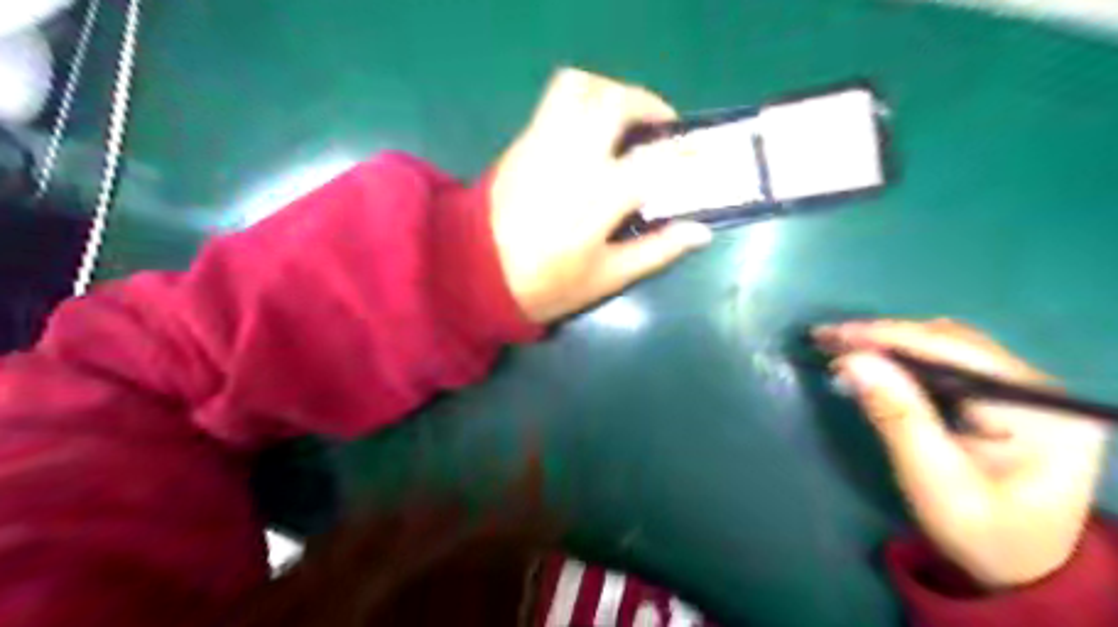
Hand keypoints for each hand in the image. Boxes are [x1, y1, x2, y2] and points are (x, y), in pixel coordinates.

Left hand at [490, 65, 715, 322]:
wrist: (477, 273)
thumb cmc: (546, 284)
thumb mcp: (606, 278)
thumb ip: (656, 251)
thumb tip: (700, 232)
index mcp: (597, 200)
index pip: (652, 161)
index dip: (684, 154)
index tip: (698, 154)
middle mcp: (571, 160)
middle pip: (614, 103)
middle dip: (648, 104)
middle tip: (661, 126)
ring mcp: (542, 144)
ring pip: (580, 87)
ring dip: (612, 92)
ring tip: (624, 117)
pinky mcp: (522, 141)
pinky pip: (555, 99)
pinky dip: (582, 98)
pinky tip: (590, 127)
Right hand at [813, 320, 1107, 590]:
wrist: (1019, 566)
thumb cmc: (981, 534)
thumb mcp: (935, 482)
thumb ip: (897, 417)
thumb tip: (852, 360)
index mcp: (1039, 410)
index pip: (956, 351)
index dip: (889, 337)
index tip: (834, 336)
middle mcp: (1036, 388)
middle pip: (950, 342)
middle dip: (883, 337)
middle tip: (827, 339)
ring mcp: (1020, 389)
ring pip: (944, 345)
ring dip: (889, 343)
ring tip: (840, 347)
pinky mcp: (999, 396)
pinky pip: (944, 362)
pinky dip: (901, 358)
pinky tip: (871, 362)